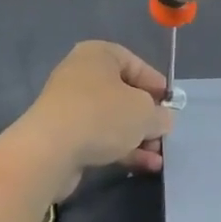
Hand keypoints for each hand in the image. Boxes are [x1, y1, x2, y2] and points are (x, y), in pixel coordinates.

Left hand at [9, 41, 175, 194]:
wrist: (49, 150)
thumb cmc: (102, 116)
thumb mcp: (144, 112)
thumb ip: (160, 115)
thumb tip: (162, 120)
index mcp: (99, 55)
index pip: (136, 65)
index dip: (157, 87)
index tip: (172, 107)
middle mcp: (82, 74)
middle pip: (124, 94)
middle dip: (147, 117)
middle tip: (164, 136)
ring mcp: (70, 105)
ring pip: (113, 119)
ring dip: (137, 137)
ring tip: (158, 157)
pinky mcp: (64, 134)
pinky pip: (100, 137)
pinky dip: (121, 148)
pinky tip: (144, 166)